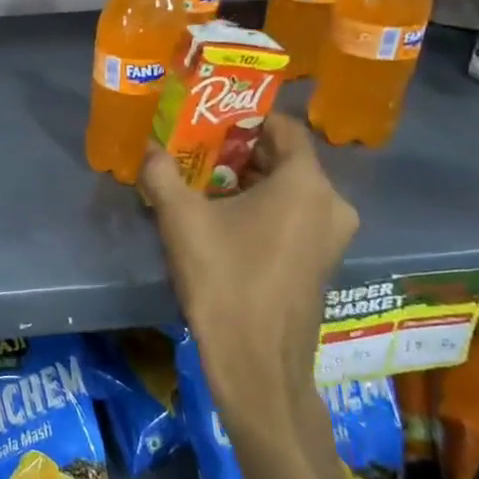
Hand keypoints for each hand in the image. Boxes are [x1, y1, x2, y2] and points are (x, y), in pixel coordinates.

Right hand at [140, 115, 356, 413]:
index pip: (284, 128)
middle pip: (286, 159)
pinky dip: (265, 208)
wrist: (257, 361)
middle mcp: (331, 203)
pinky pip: (295, 217)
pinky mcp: (323, 262)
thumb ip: (162, 175)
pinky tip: (226, 220)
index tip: (209, 116)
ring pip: (291, 190)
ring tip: (203, 183)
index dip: (246, 116)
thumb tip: (146, 147)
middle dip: (240, 151)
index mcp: (305, 184)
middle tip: (197, 149)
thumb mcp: (181, 220)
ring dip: (250, 181)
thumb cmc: (223, 279)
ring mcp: (332, 236)